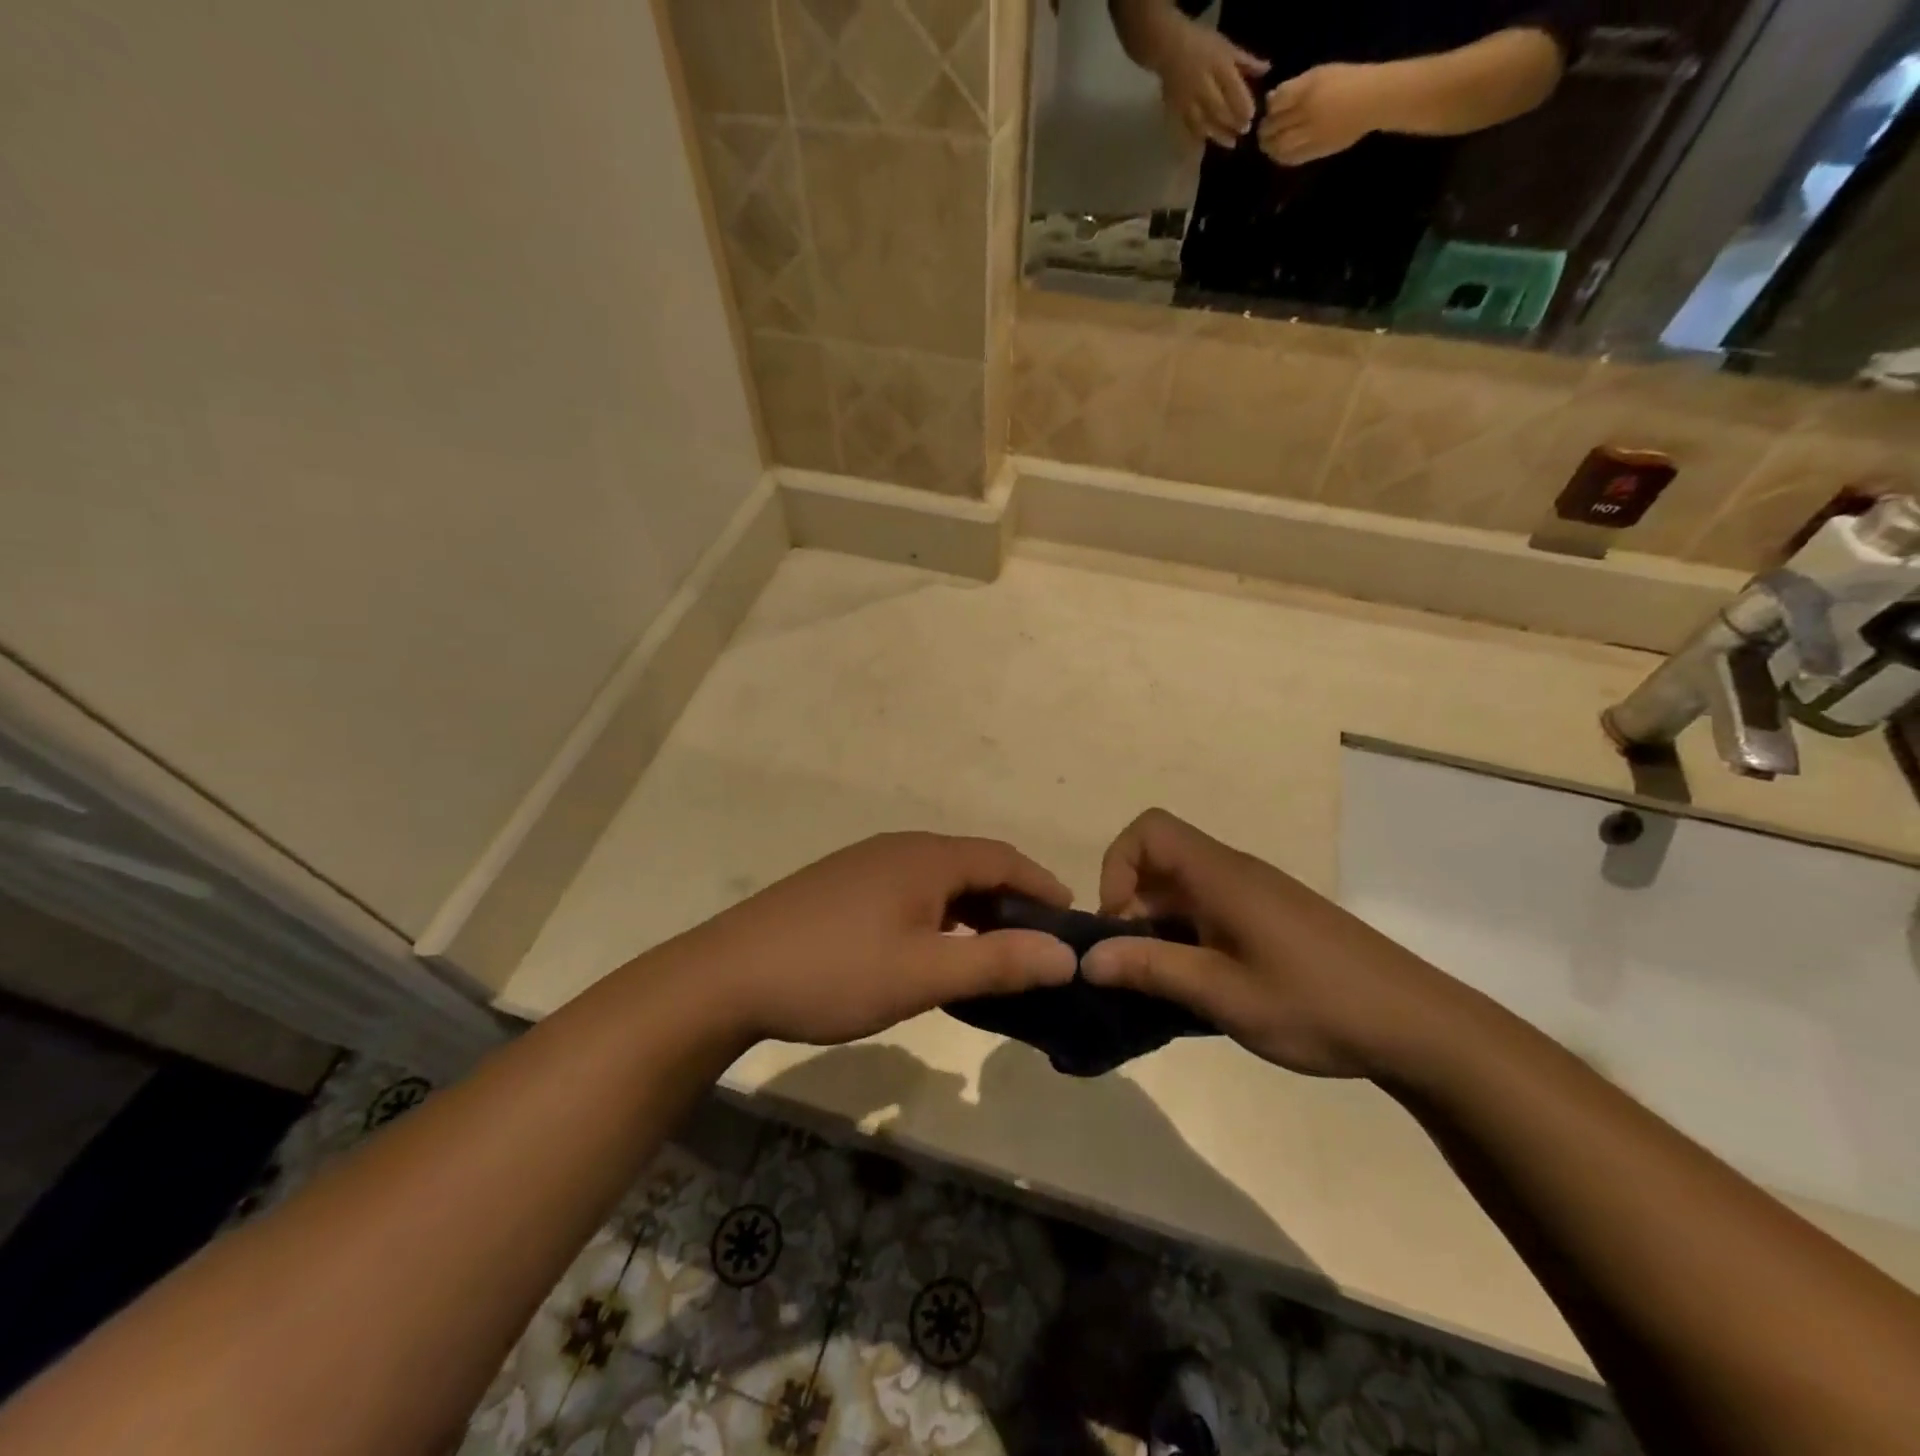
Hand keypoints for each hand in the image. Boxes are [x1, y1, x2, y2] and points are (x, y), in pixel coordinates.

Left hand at [686, 833, 1077, 1046]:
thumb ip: (998, 962)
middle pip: (972, 865)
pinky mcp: (841, 887)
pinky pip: (909, 892)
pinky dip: (938, 916)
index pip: (1003, 857)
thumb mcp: (924, 973)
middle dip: (1011, 901)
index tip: (1071, 920)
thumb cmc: (834, 971)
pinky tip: (931, 950)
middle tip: (1037, 945)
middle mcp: (898, 848)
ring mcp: (864, 865)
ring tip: (993, 952)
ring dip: (973, 910)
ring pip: (938, 880)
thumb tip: (1066, 954)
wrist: (727, 976)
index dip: (1043, 884)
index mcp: (924, 857)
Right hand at [1080, 809, 1457, 1078]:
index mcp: (1221, 876)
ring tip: (1164, 984)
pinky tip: (1204, 987)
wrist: (1419, 1026)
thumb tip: (1089, 958)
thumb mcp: (1223, 994)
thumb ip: (1152, 969)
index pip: (1148, 831)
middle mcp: (1235, 873)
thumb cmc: (1315, 1004)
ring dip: (1160, 928)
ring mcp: (1257, 896)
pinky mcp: (1274, 919)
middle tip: (1134, 967)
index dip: (1118, 867)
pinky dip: (1190, 938)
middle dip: (1132, 908)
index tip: (1119, 925)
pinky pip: (1212, 911)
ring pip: (1184, 890)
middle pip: (1161, 862)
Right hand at [1148, 13, 1267, 147]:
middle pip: (1219, 109)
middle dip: (1232, 122)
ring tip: (1230, 143)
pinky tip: (1206, 146)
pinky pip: (1188, 127)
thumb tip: (1267, 69)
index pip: (1233, 88)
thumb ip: (1246, 62)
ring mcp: (1189, 100)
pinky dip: (1198, 138)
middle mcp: (1203, 84)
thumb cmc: (1202, 45)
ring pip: (1205, 122)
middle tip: (1243, 132)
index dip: (1242, 105)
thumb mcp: (1226, 48)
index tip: (1251, 116)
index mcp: (1218, 65)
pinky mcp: (1177, 110)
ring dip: (1218, 134)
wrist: (1169, 49)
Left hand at [1259, 63, 1385, 164]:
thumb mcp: (1321, 74)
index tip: (1270, 110)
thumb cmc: (1349, 81)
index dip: (1270, 108)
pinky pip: (1291, 158)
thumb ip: (1295, 86)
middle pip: (1274, 126)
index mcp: (1308, 89)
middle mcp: (1307, 112)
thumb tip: (1270, 99)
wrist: (1374, 99)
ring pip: (1279, 145)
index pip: (1276, 102)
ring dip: (1269, 147)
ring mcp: (1311, 133)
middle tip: (1263, 131)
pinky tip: (1279, 153)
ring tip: (1268, 144)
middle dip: (1264, 130)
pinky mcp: (1316, 150)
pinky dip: (1281, 157)